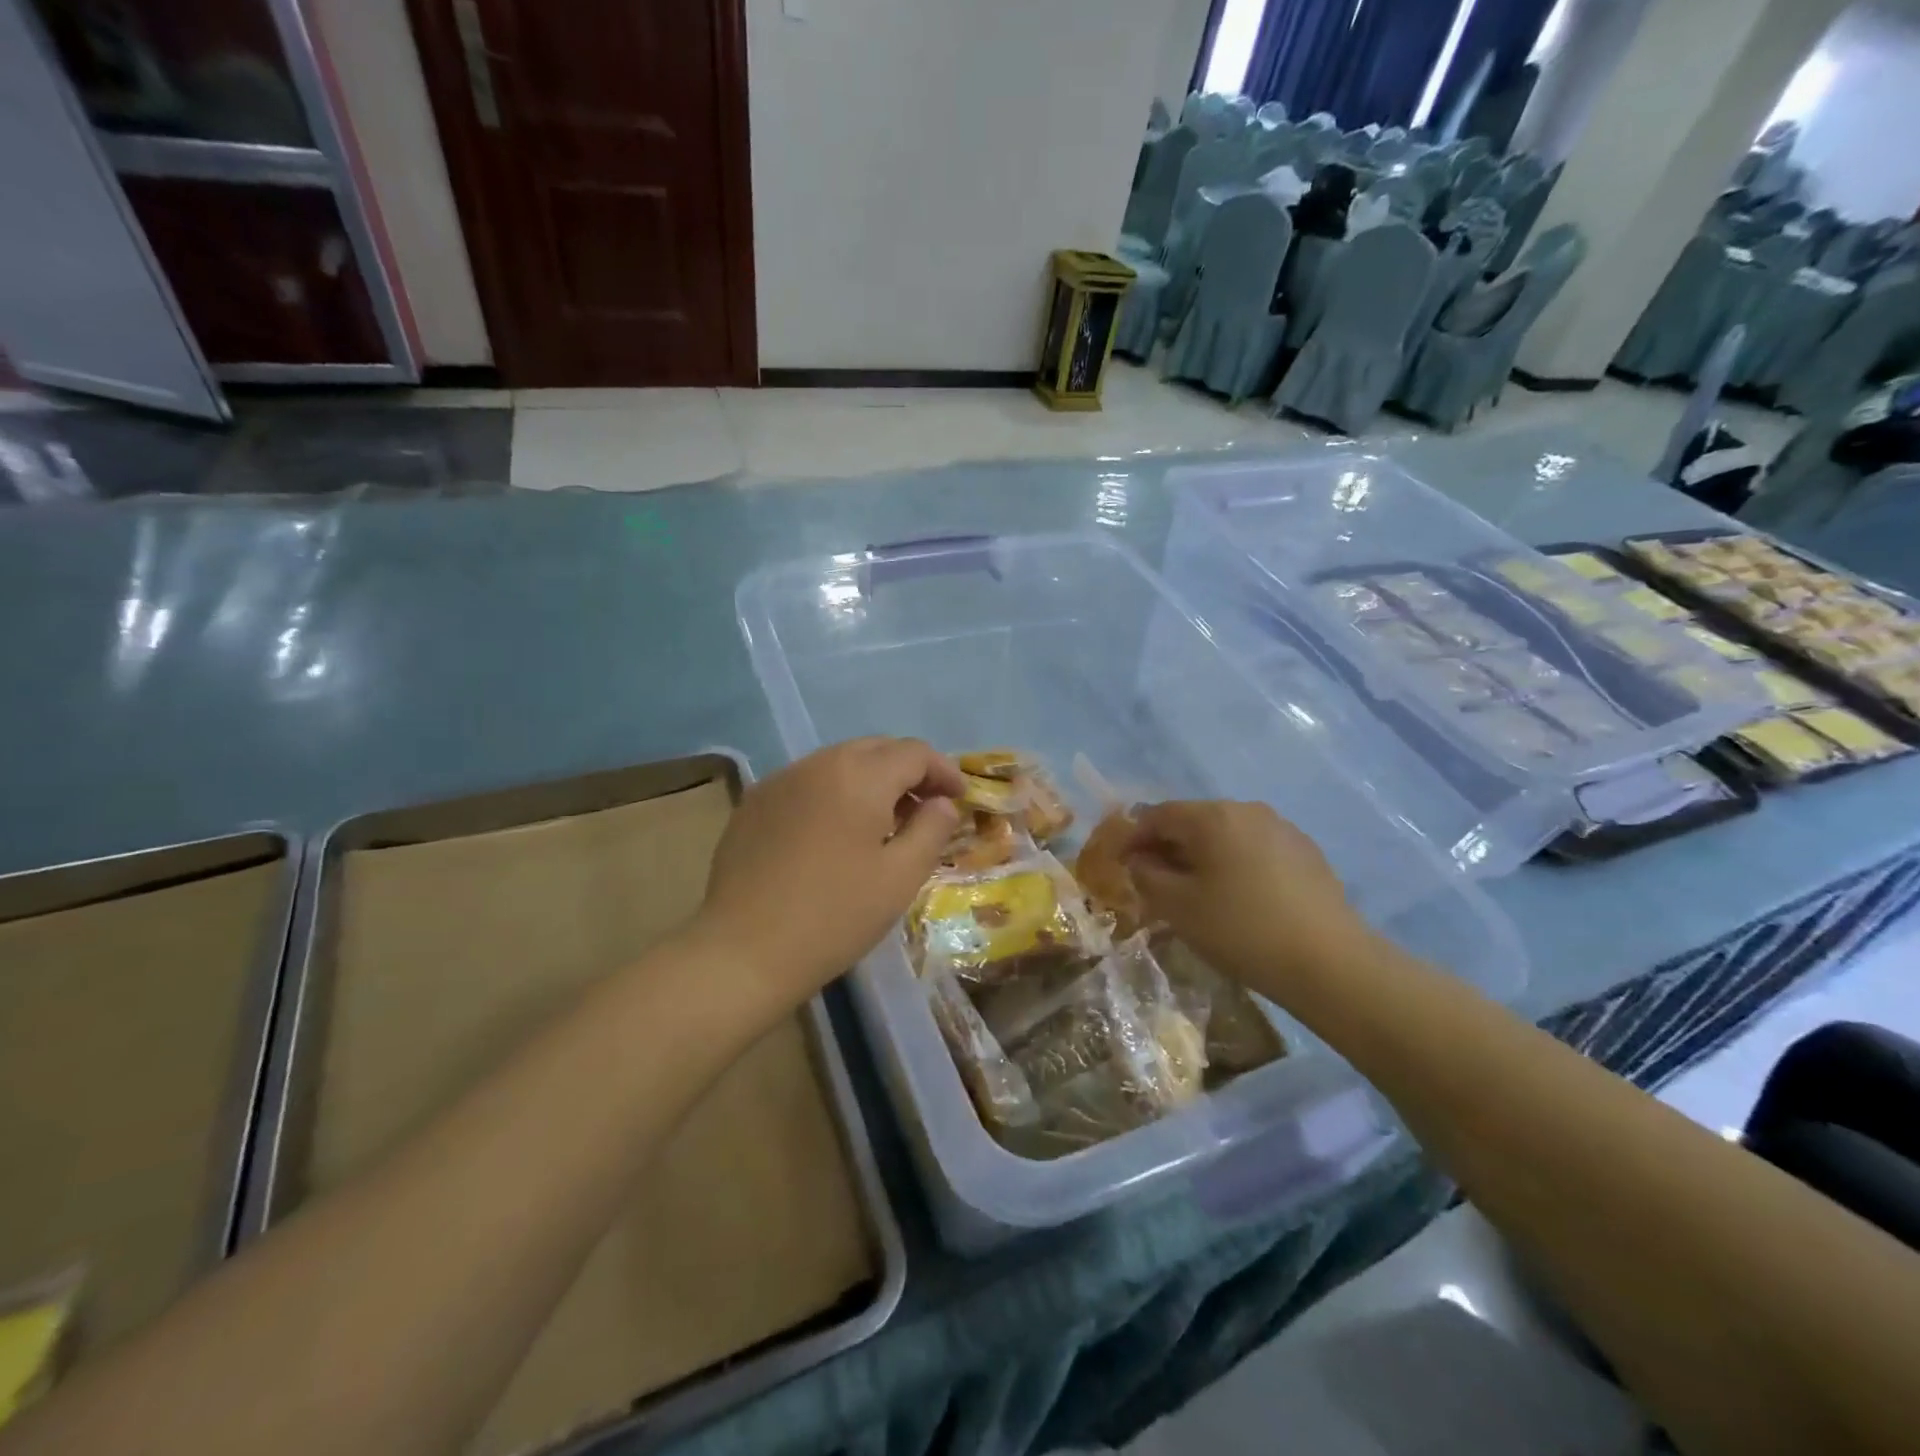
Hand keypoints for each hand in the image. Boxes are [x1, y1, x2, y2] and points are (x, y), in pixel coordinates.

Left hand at [697, 738, 963, 1002]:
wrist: (744, 951)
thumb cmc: (834, 916)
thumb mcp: (900, 877)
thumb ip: (930, 830)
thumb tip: (941, 804)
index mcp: (859, 776)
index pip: (913, 752)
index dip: (944, 770)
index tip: (958, 799)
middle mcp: (818, 763)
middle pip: (876, 749)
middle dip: (908, 771)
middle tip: (925, 808)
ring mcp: (780, 780)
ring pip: (839, 762)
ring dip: (870, 780)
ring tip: (882, 821)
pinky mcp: (754, 803)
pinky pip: (807, 782)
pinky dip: (833, 793)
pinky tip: (834, 833)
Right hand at [1123, 801, 1369, 993]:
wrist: (1331, 963)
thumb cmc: (1241, 929)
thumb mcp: (1178, 907)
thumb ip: (1147, 876)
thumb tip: (1139, 860)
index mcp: (1212, 816)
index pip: (1157, 814)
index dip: (1132, 837)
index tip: (1118, 864)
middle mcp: (1247, 809)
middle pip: (1193, 820)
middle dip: (1166, 846)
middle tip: (1152, 879)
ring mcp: (1282, 828)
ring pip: (1225, 835)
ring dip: (1201, 856)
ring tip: (1193, 890)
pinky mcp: (1306, 852)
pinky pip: (1254, 849)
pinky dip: (1233, 864)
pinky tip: (1236, 897)